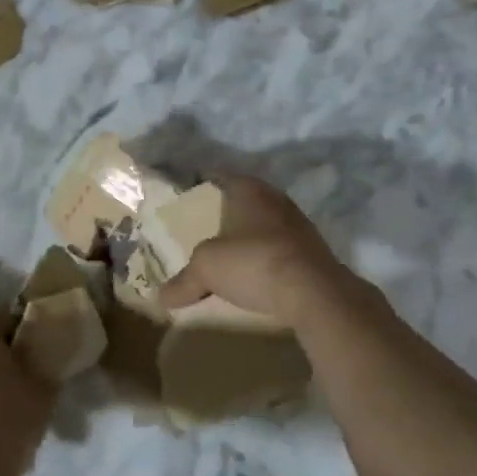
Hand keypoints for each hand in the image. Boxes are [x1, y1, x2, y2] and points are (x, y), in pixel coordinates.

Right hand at [156, 174, 355, 327]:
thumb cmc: (254, 263)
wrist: (315, 294)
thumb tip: (161, 298)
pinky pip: (278, 250)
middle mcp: (277, 200)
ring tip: (225, 254)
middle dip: (225, 214)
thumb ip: (184, 280)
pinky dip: (263, 259)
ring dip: (247, 238)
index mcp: (250, 190)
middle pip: (244, 202)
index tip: (188, 194)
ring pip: (263, 226)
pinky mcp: (312, 254)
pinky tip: (252, 275)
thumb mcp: (206, 269)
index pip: (221, 177)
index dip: (203, 184)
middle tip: (202, 227)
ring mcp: (299, 227)